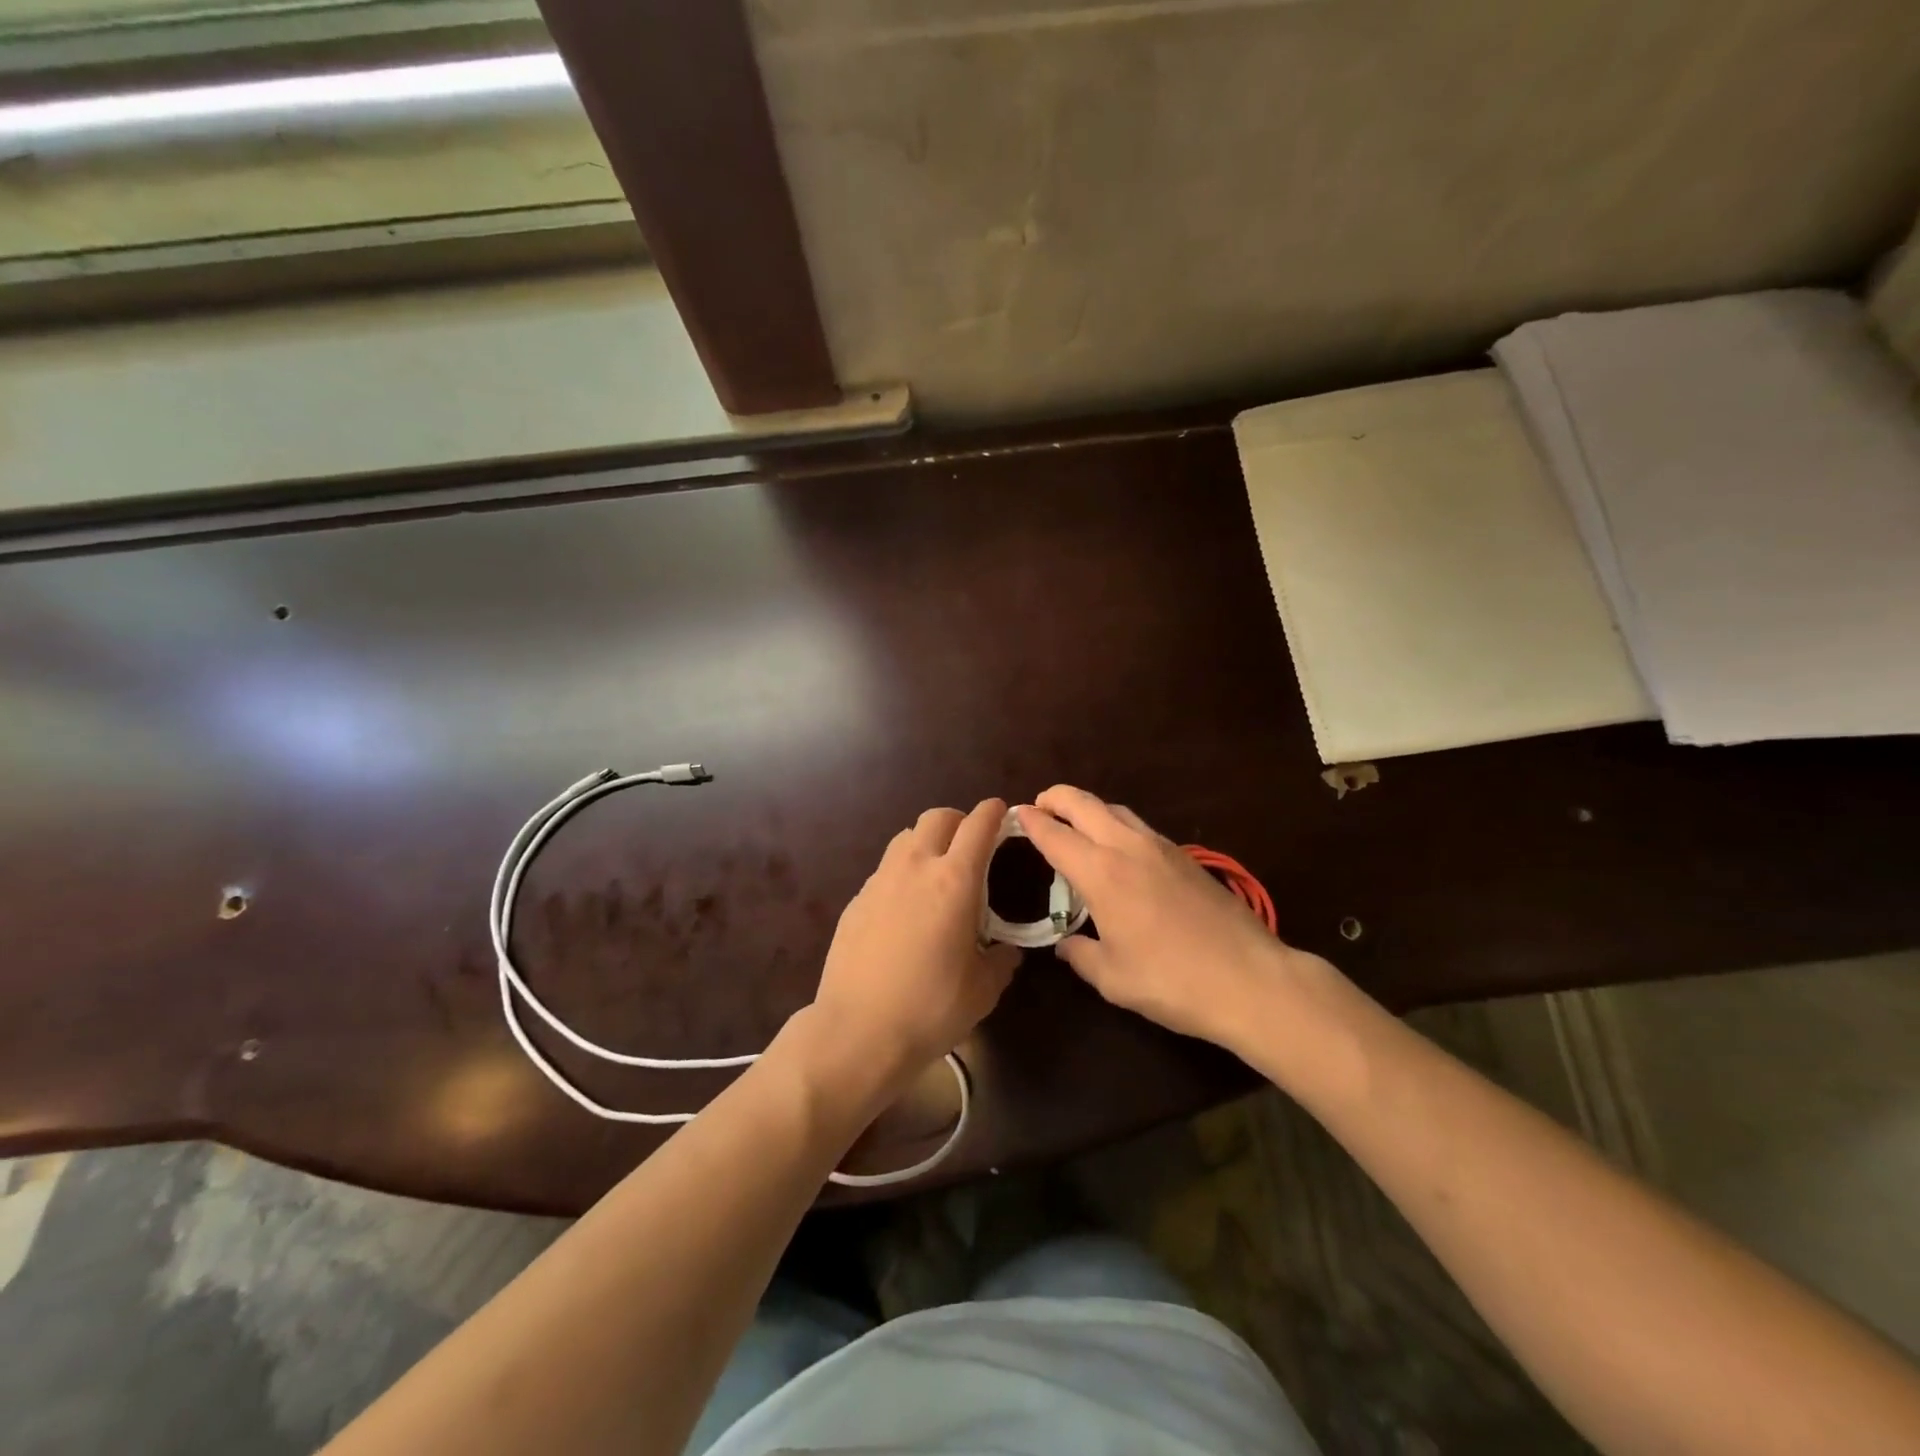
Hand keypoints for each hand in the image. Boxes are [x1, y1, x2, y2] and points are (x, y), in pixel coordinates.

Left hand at [807, 799, 1021, 1102]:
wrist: (857, 1031)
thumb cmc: (930, 1009)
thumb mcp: (983, 990)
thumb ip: (1001, 960)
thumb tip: (1007, 952)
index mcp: (955, 881)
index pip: (978, 825)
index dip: (993, 812)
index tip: (1002, 813)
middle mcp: (916, 868)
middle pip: (937, 817)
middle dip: (959, 820)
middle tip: (971, 844)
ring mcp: (880, 881)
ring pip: (906, 837)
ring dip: (927, 842)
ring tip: (937, 872)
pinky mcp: (856, 900)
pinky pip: (885, 869)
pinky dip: (902, 873)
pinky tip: (906, 907)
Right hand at [1017, 786, 1327, 1054]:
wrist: (1250, 979)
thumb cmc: (1172, 981)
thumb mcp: (1113, 978)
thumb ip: (1081, 955)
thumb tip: (1065, 943)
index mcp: (1102, 873)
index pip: (1055, 834)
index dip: (1031, 822)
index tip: (1014, 816)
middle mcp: (1128, 847)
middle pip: (1084, 803)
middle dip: (1055, 798)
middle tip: (1038, 807)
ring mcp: (1162, 847)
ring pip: (1115, 810)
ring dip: (1088, 809)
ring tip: (1074, 826)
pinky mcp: (1186, 857)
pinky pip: (1139, 826)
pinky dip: (1115, 824)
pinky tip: (1117, 850)